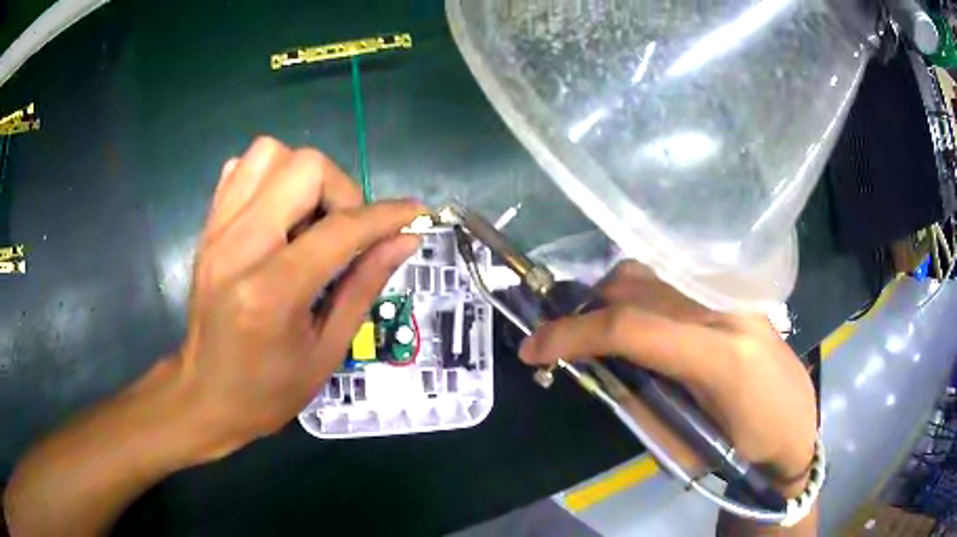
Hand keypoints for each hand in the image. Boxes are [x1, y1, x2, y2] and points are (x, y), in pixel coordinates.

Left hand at [172, 137, 423, 459]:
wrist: (206, 395)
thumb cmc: (269, 390)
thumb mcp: (327, 351)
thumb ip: (365, 286)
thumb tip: (404, 240)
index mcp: (272, 292)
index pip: (340, 228)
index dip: (386, 216)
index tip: (415, 214)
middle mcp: (239, 247)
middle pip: (304, 167)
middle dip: (342, 191)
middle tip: (346, 233)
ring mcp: (217, 231)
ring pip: (269, 153)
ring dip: (304, 177)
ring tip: (311, 220)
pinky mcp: (207, 228)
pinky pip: (240, 170)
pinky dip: (270, 177)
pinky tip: (279, 214)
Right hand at [519, 261, 817, 491]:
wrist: (795, 424)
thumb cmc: (743, 450)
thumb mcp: (684, 446)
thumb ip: (637, 404)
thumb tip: (594, 371)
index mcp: (721, 359)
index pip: (632, 329)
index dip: (572, 333)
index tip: (533, 348)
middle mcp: (727, 311)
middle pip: (636, 288)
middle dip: (586, 312)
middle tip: (563, 344)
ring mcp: (733, 296)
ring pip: (651, 275)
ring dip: (610, 298)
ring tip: (597, 332)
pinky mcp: (732, 294)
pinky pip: (671, 281)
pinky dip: (637, 294)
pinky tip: (635, 321)